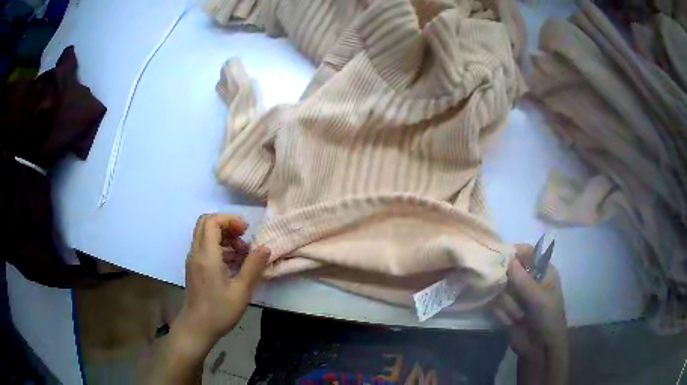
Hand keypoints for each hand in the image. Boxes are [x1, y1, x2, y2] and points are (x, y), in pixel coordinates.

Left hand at [175, 214, 270, 351]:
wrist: (197, 327)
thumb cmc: (219, 311)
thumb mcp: (241, 291)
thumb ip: (253, 267)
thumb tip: (266, 248)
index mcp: (206, 255)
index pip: (212, 221)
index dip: (229, 220)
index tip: (246, 231)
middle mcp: (196, 253)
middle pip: (206, 223)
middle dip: (226, 224)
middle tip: (243, 237)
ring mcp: (193, 260)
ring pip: (205, 234)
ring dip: (223, 236)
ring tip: (242, 253)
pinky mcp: (194, 267)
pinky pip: (205, 247)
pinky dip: (219, 247)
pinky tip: (233, 263)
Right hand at [492, 244, 567, 384]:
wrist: (539, 349)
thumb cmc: (547, 318)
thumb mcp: (538, 298)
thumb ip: (522, 279)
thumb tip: (507, 258)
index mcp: (543, 271)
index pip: (527, 252)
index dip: (514, 253)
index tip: (500, 257)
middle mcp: (528, 280)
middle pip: (510, 270)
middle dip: (509, 285)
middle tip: (514, 297)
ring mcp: (516, 295)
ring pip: (501, 289)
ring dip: (508, 304)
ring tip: (519, 316)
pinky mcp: (505, 308)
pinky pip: (496, 304)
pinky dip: (502, 314)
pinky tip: (512, 322)